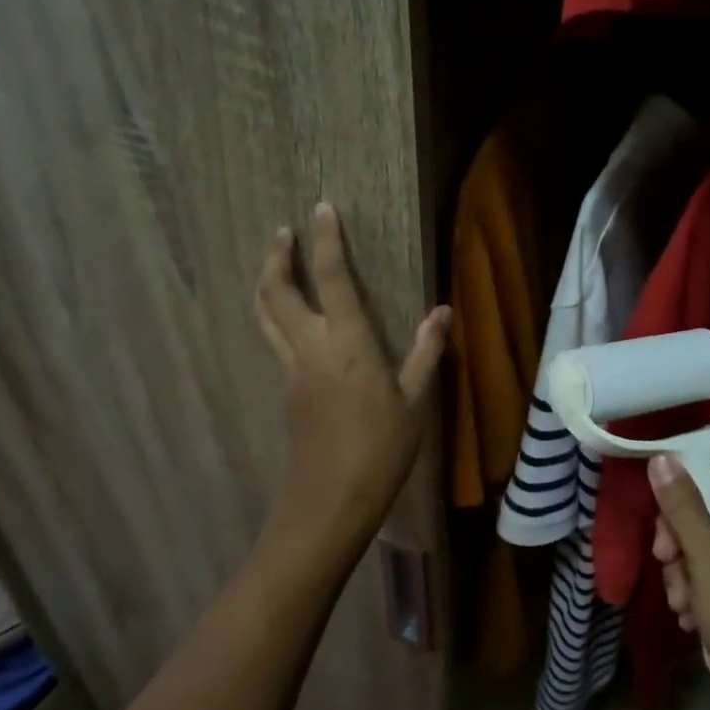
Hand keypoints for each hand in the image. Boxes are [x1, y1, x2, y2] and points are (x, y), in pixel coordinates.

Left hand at [254, 202, 449, 573]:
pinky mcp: (285, 389)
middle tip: (282, 231)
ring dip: (266, 281)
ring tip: (272, 261)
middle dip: (277, 256)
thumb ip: (426, 352)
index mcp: (348, 342)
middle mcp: (311, 346)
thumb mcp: (416, 401)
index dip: (326, 241)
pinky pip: (272, 338)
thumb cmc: (382, 449)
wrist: (331, 500)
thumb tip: (443, 311)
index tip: (322, 209)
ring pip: (265, 314)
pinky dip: (272, 313)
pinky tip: (286, 316)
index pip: (331, 278)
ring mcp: (291, 368)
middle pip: (278, 291)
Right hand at [649, 447, 709, 709]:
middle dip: (680, 534)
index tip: (658, 498)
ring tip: (684, 608)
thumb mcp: (708, 561)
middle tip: (666, 562)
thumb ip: (683, 507)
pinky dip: (708, 590)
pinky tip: (697, 622)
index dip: (688, 468)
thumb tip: (663, 456)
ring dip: (689, 569)